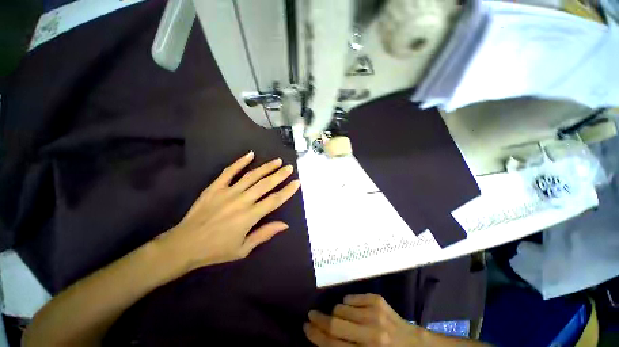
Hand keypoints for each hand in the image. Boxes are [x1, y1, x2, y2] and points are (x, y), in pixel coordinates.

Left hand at [159, 151, 300, 271]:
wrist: (189, 242)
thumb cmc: (217, 250)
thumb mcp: (243, 249)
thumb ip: (263, 234)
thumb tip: (284, 225)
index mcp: (250, 216)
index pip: (274, 200)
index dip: (287, 191)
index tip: (297, 182)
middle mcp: (241, 200)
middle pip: (265, 184)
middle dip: (279, 175)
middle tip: (289, 167)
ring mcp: (227, 191)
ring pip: (250, 176)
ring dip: (265, 168)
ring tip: (276, 161)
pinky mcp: (214, 187)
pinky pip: (229, 171)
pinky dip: (240, 162)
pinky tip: (250, 155)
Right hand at [304, 294, 423, 346]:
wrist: (413, 344)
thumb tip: (319, 334)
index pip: (330, 343)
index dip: (313, 334)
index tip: (305, 326)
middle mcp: (371, 334)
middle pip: (334, 324)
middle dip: (317, 319)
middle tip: (312, 316)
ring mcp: (377, 316)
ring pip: (341, 308)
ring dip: (335, 312)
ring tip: (338, 316)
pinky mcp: (382, 303)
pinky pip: (354, 297)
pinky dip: (348, 302)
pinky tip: (352, 309)